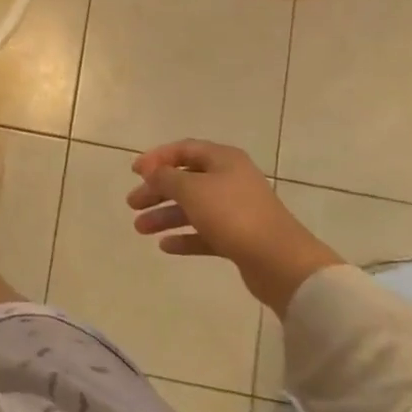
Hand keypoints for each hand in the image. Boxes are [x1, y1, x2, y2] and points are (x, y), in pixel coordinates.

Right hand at [125, 139, 342, 313]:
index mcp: (223, 160)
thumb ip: (166, 177)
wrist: (280, 261)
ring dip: (165, 216)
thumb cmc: (232, 214)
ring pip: (193, 208)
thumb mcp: (191, 189)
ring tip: (140, 229)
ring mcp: (236, 210)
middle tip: (132, 203)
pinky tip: (165, 246)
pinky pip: (205, 232)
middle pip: (186, 179)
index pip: (184, 149)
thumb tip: (151, 170)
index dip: (157, 158)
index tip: (134, 172)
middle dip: (157, 190)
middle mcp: (230, 180)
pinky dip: (185, 237)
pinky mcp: (239, 238)